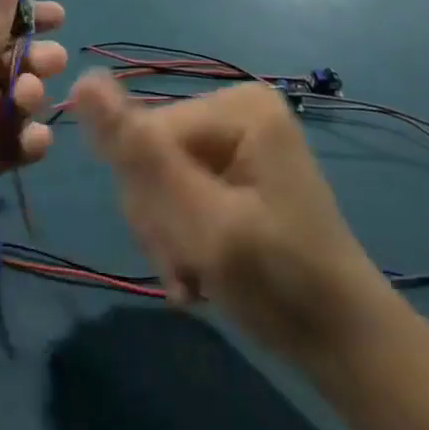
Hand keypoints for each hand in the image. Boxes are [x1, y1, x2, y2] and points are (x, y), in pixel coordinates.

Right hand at [72, 74, 395, 361]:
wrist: (346, 348)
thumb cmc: (281, 284)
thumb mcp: (203, 222)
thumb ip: (140, 155)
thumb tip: (82, 81)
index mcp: (236, 105)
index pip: (145, 134)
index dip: (148, 197)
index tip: (177, 253)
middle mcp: (234, 110)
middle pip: (150, 155)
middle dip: (160, 221)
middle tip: (190, 268)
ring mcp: (234, 140)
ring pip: (157, 179)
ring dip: (167, 236)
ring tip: (196, 278)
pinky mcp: (232, 169)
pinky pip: (177, 192)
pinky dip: (180, 238)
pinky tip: (200, 274)